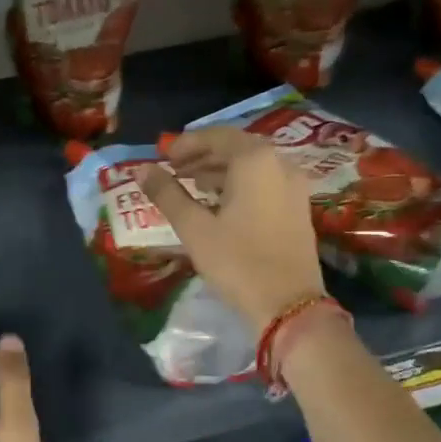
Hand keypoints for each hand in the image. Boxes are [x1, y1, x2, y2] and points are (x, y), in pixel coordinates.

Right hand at [140, 127, 324, 331]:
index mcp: (255, 161)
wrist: (289, 305)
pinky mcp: (298, 207)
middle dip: (203, 155)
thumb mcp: (194, 228)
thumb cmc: (237, 262)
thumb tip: (142, 169)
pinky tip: (220, 203)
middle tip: (174, 170)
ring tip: (192, 186)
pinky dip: (239, 184)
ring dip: (221, 170)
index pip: (217, 136)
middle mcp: (280, 163)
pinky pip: (265, 181)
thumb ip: (167, 194)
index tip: (163, 157)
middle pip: (236, 147)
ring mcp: (294, 186)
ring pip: (252, 165)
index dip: (187, 143)